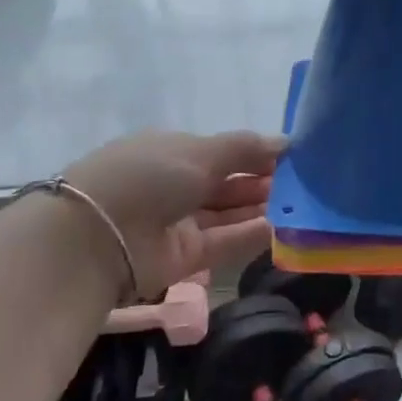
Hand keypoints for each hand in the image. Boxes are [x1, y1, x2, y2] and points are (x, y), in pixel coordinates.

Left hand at [59, 130, 282, 297]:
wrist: (96, 237)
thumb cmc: (148, 176)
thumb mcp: (200, 151)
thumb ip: (246, 148)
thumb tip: (287, 142)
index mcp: (172, 151)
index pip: (222, 152)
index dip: (256, 154)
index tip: (294, 158)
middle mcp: (175, 185)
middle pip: (228, 184)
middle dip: (264, 182)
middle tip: (305, 184)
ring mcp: (178, 223)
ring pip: (229, 214)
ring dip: (262, 209)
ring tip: (301, 205)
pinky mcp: (184, 258)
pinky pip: (224, 243)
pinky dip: (251, 235)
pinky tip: (282, 228)